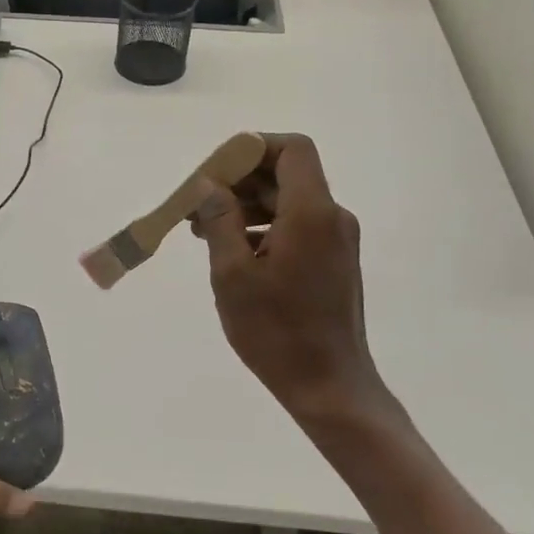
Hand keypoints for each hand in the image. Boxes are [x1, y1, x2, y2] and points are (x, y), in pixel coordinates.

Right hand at [189, 134, 395, 427]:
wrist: (329, 385)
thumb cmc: (276, 331)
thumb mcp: (233, 274)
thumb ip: (220, 220)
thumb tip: (210, 184)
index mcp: (311, 213)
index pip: (292, 149)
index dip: (253, 148)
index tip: (214, 171)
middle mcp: (332, 217)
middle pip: (286, 175)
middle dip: (239, 181)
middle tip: (196, 205)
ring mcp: (337, 241)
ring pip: (289, 202)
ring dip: (247, 206)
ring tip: (204, 231)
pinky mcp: (334, 262)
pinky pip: (297, 227)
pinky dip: (264, 227)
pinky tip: (233, 252)